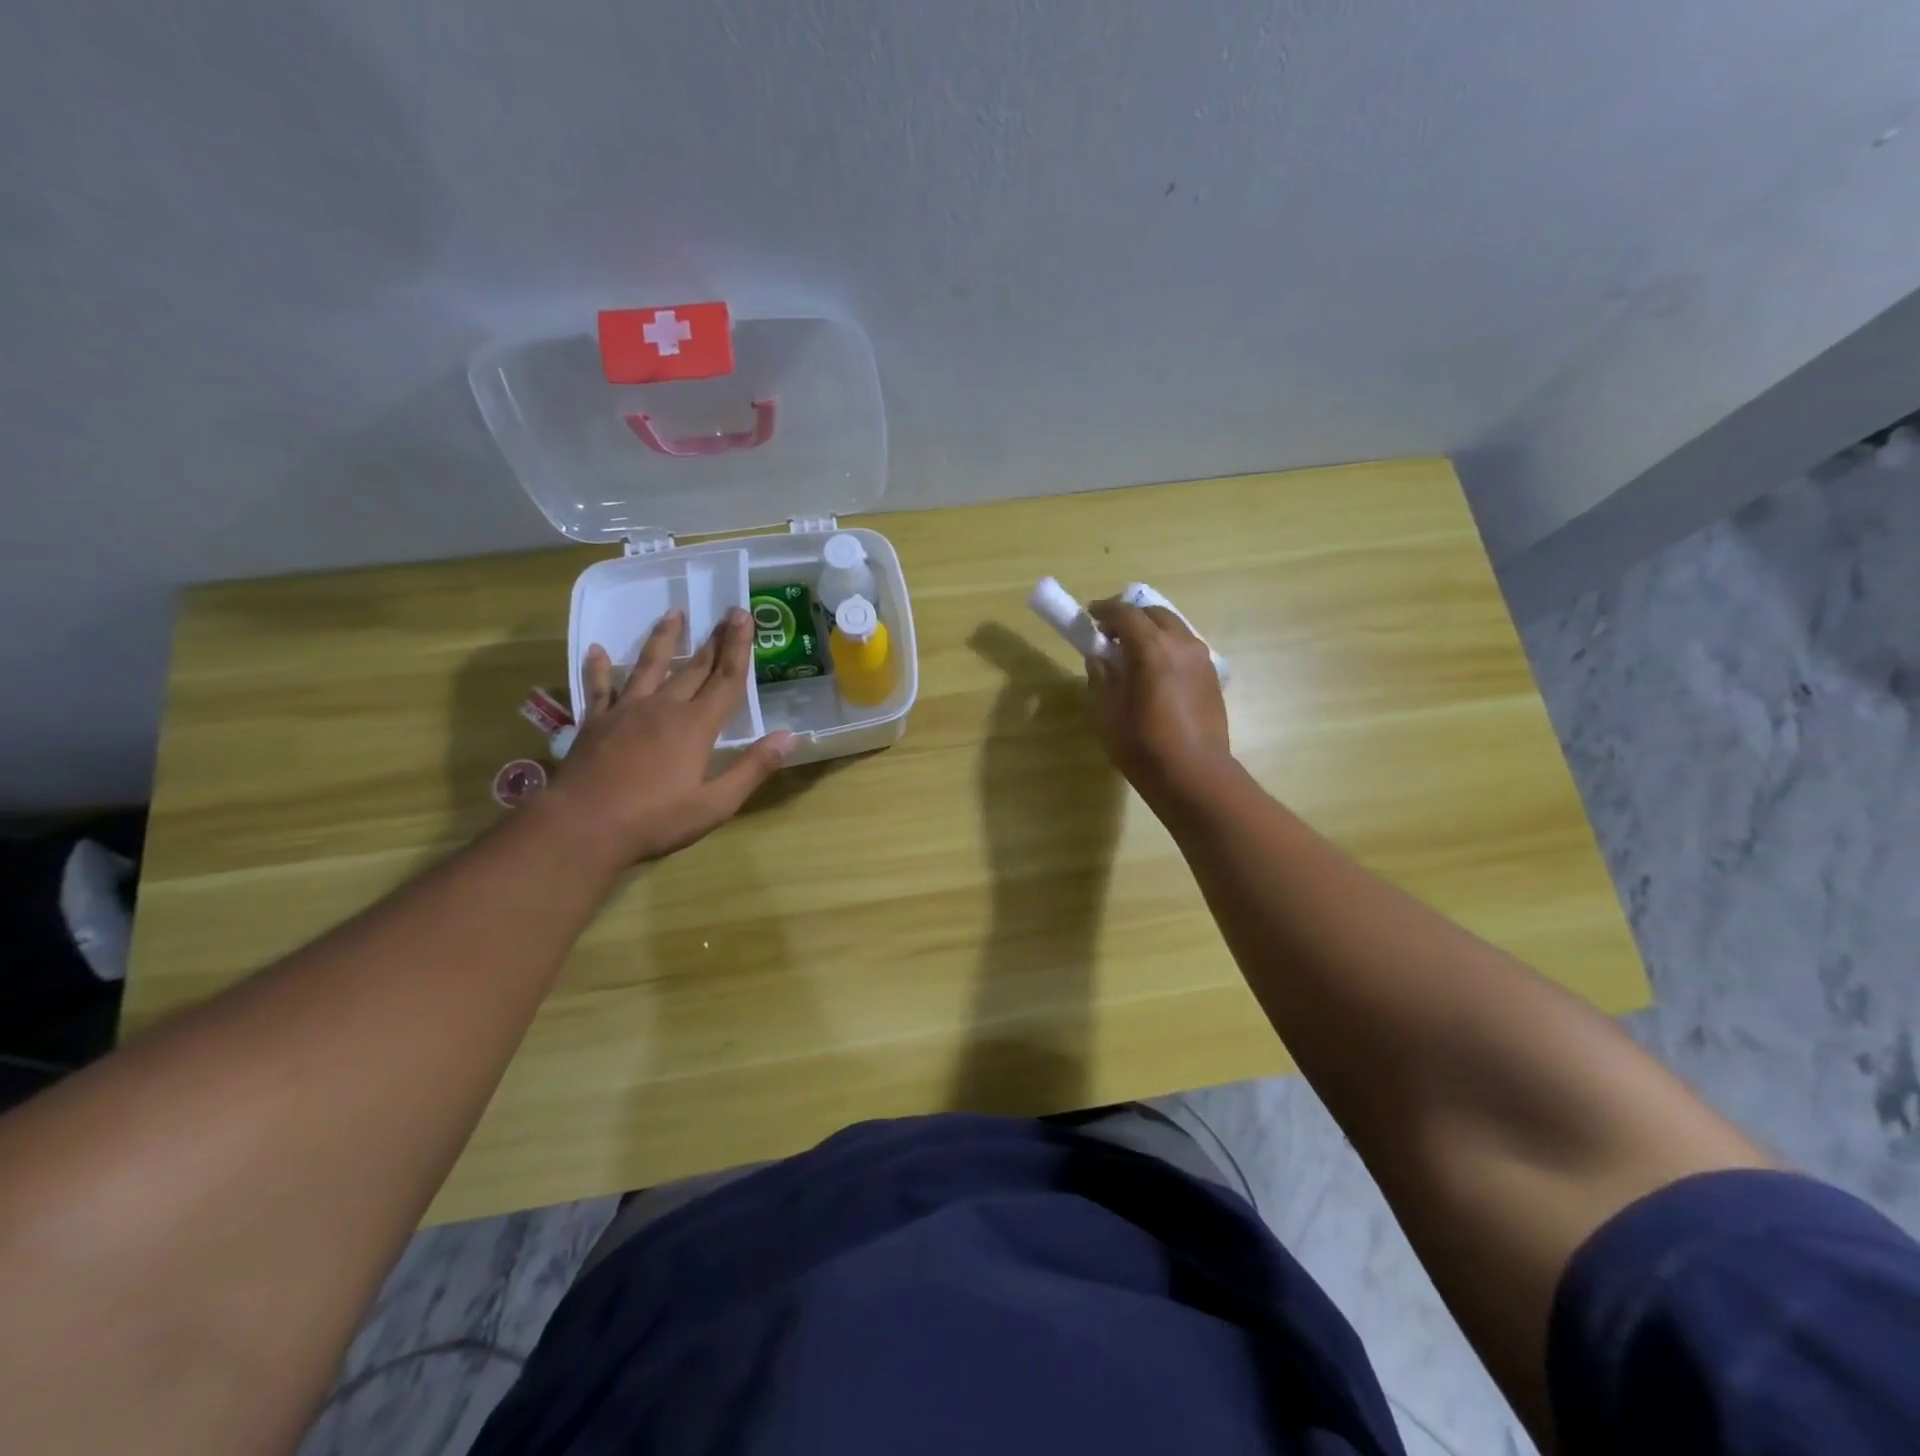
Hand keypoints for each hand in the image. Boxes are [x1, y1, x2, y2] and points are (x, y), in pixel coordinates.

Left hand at [543, 608, 794, 864]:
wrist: (582, 827)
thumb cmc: (655, 820)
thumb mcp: (715, 803)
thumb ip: (753, 767)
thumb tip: (790, 736)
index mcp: (696, 726)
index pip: (726, 679)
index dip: (739, 647)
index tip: (744, 616)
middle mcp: (664, 708)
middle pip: (693, 667)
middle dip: (713, 640)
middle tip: (726, 613)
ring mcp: (626, 711)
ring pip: (649, 666)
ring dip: (664, 639)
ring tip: (673, 614)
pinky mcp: (596, 722)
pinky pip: (600, 688)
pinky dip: (599, 668)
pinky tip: (597, 650)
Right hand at [1085, 599, 1231, 802]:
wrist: (1194, 775)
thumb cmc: (1143, 746)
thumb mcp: (1107, 713)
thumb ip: (1101, 678)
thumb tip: (1100, 659)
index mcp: (1152, 648)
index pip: (1125, 614)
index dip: (1104, 611)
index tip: (1089, 615)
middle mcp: (1181, 643)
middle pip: (1153, 613)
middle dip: (1130, 617)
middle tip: (1110, 634)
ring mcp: (1202, 658)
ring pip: (1174, 627)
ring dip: (1151, 630)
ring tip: (1132, 652)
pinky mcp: (1212, 676)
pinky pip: (1186, 647)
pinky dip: (1167, 646)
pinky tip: (1155, 670)